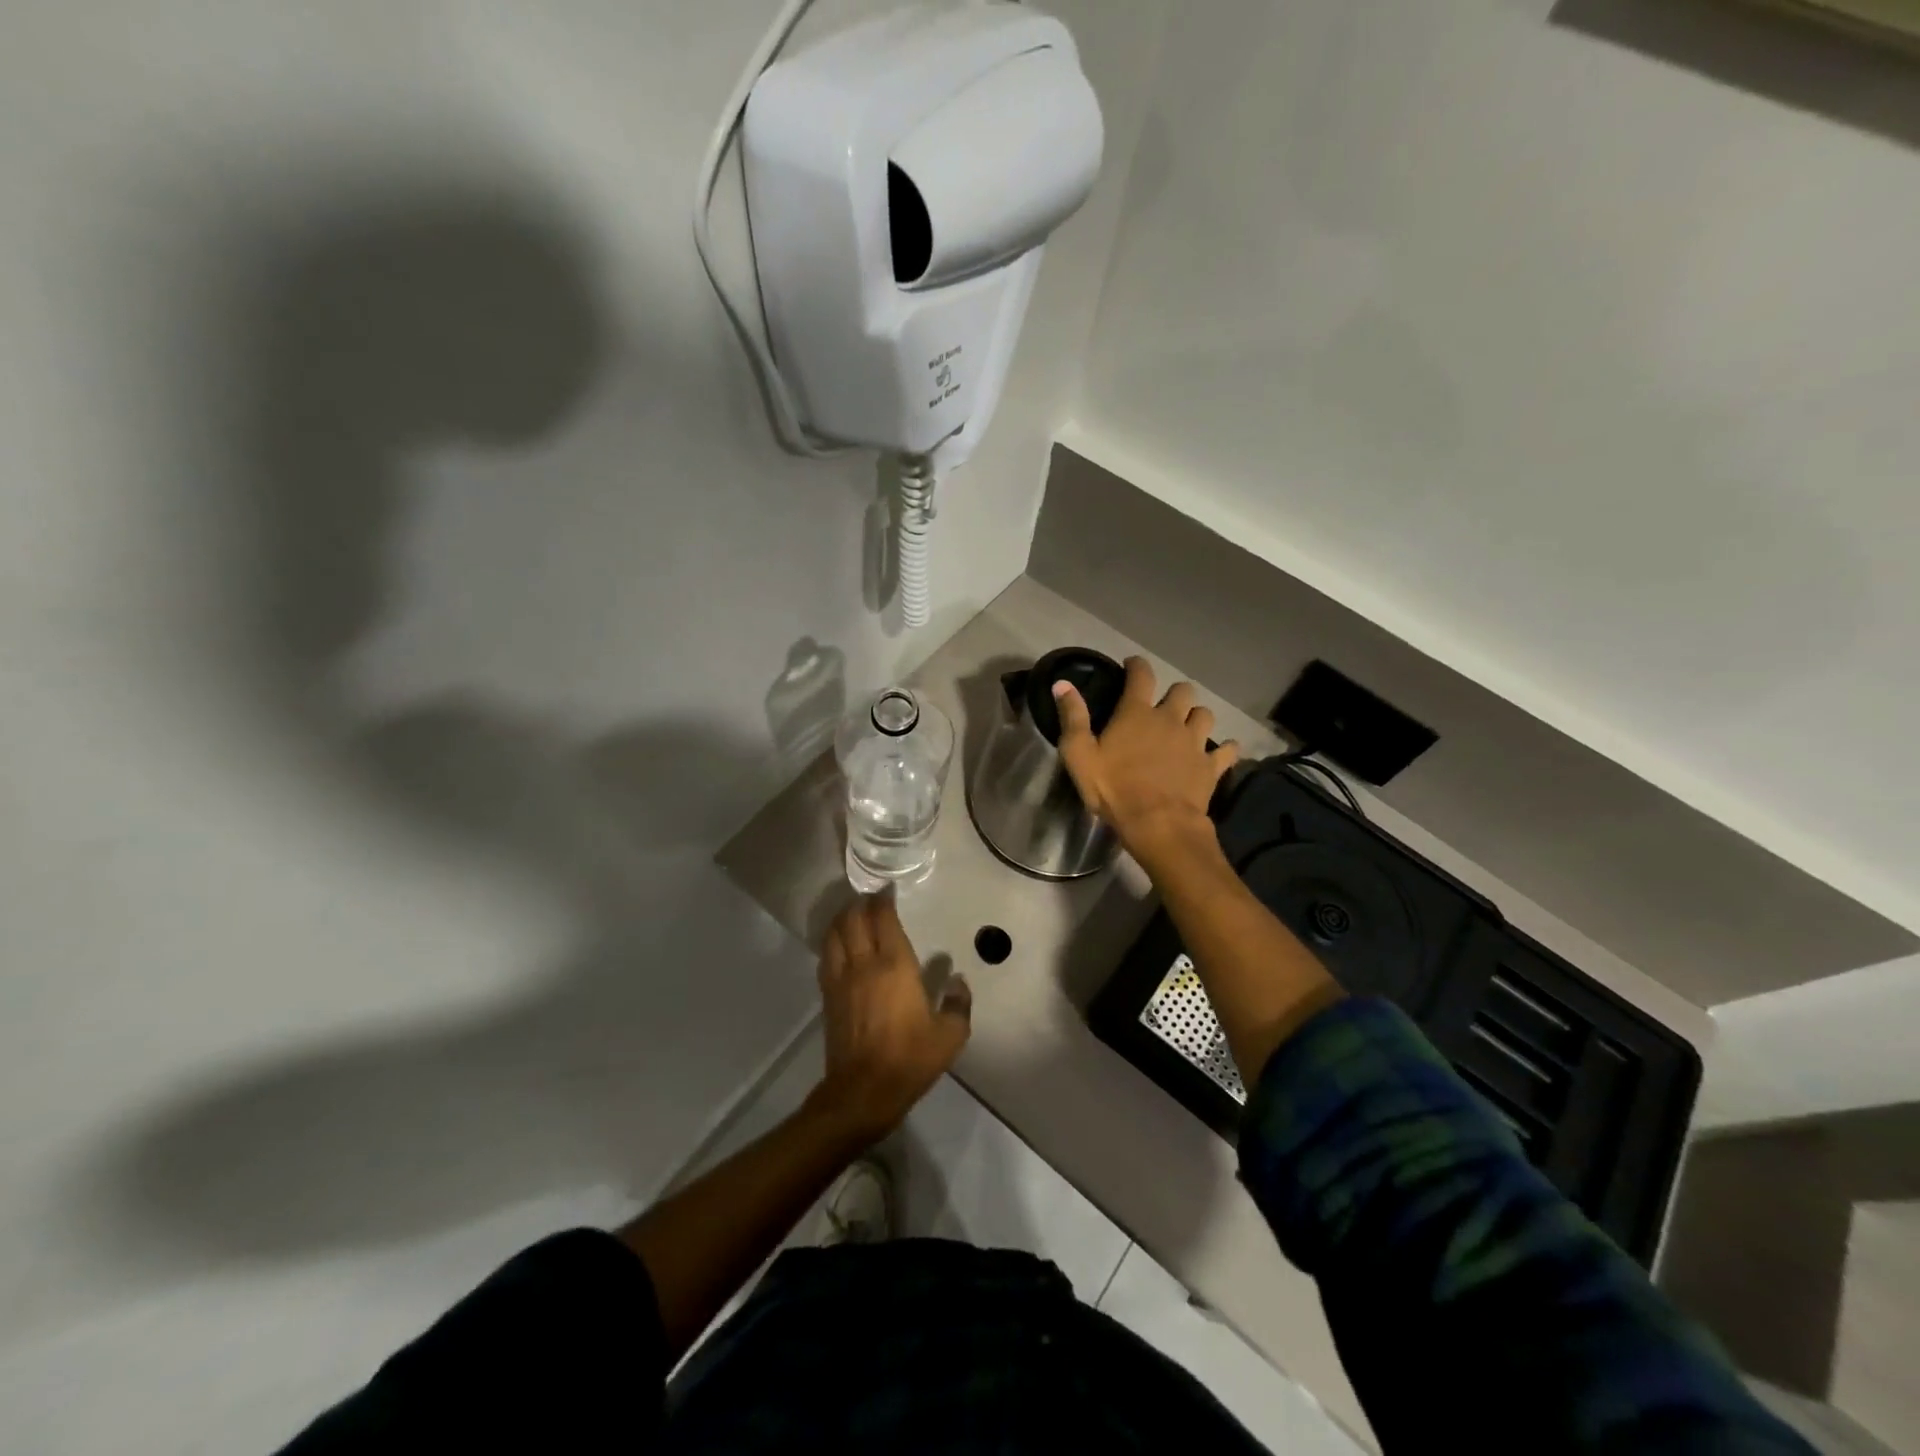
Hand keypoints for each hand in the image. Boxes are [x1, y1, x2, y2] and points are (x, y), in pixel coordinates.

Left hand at [806, 893, 970, 1145]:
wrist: (863, 1091)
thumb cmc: (910, 1058)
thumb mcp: (950, 1035)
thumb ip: (958, 1003)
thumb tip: (959, 980)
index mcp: (895, 965)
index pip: (883, 919)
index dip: (883, 900)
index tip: (888, 890)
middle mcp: (864, 963)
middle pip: (852, 920)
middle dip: (860, 904)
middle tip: (870, 899)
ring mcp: (841, 979)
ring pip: (834, 934)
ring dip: (841, 919)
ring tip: (851, 914)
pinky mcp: (828, 996)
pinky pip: (826, 957)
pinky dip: (832, 942)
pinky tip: (839, 945)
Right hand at [1054, 656, 1238, 859]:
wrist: (1158, 824)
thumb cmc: (1114, 789)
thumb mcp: (1079, 755)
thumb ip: (1072, 717)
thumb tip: (1062, 684)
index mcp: (1137, 713)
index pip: (1141, 675)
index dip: (1137, 665)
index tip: (1132, 665)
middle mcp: (1170, 719)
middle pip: (1182, 691)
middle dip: (1174, 694)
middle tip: (1163, 706)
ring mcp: (1195, 742)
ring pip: (1205, 715)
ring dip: (1196, 717)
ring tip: (1187, 727)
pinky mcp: (1211, 766)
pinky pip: (1227, 750)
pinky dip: (1225, 749)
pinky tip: (1220, 753)